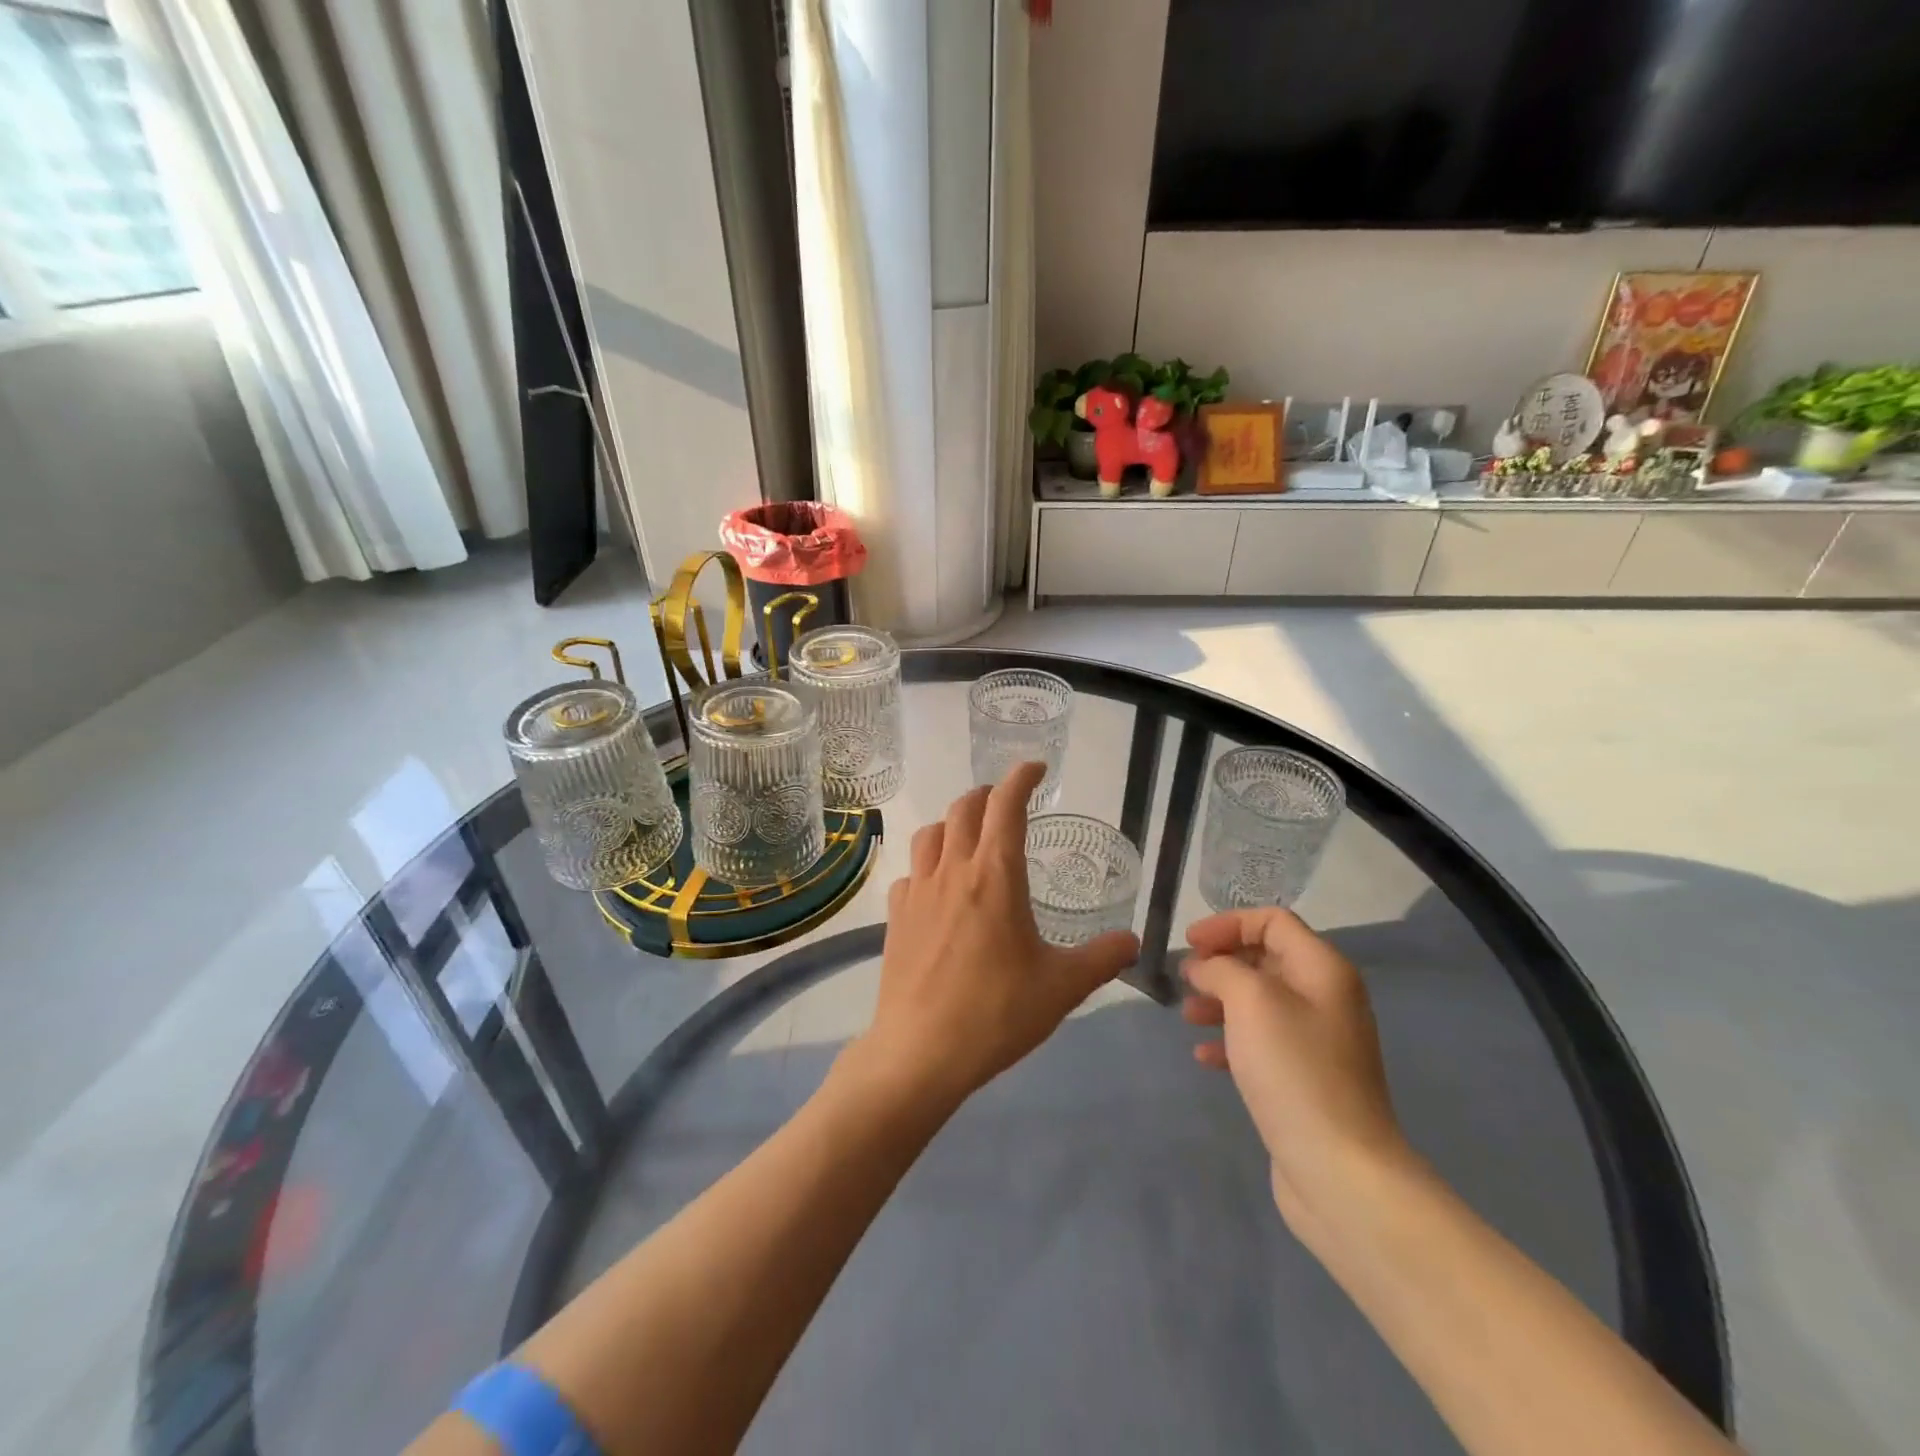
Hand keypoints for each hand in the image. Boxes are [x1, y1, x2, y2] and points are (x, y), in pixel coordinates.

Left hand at [860, 762, 1139, 1108]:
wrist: (920, 1052)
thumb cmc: (997, 1013)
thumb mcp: (1062, 987)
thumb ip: (1102, 958)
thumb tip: (1133, 943)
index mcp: (995, 876)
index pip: (1006, 806)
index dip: (1020, 778)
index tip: (1035, 768)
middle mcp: (953, 871)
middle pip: (964, 809)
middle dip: (987, 794)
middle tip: (1005, 800)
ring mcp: (918, 892)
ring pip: (931, 833)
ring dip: (953, 822)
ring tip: (969, 835)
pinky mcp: (895, 917)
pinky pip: (910, 872)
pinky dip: (928, 864)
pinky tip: (937, 887)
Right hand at [1183, 908, 1413, 1240]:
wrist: (1339, 1169)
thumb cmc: (1294, 1069)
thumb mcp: (1250, 1000)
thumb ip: (1221, 968)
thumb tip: (1204, 966)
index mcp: (1323, 970)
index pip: (1272, 921)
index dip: (1227, 924)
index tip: (1189, 944)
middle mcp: (1326, 998)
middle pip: (1266, 959)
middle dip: (1221, 963)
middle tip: (1185, 979)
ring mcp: (1318, 1041)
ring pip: (1260, 1002)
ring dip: (1220, 1001)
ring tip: (1188, 1015)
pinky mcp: (1305, 1078)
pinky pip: (1262, 1042)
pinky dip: (1232, 1039)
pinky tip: (1205, 1056)